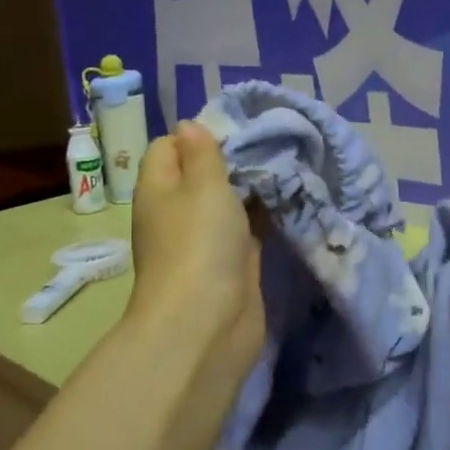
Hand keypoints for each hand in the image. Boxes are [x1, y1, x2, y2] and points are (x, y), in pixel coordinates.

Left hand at [128, 121, 263, 387]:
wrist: (207, 325)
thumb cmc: (199, 245)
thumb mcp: (202, 186)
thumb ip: (202, 154)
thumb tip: (190, 125)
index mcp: (159, 189)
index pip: (168, 147)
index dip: (198, 134)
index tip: (237, 129)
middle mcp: (178, 212)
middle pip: (201, 174)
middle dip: (233, 158)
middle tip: (271, 143)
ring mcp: (205, 240)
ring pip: (228, 201)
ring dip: (253, 187)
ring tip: (287, 165)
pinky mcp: (232, 262)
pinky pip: (247, 227)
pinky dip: (265, 214)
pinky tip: (291, 199)